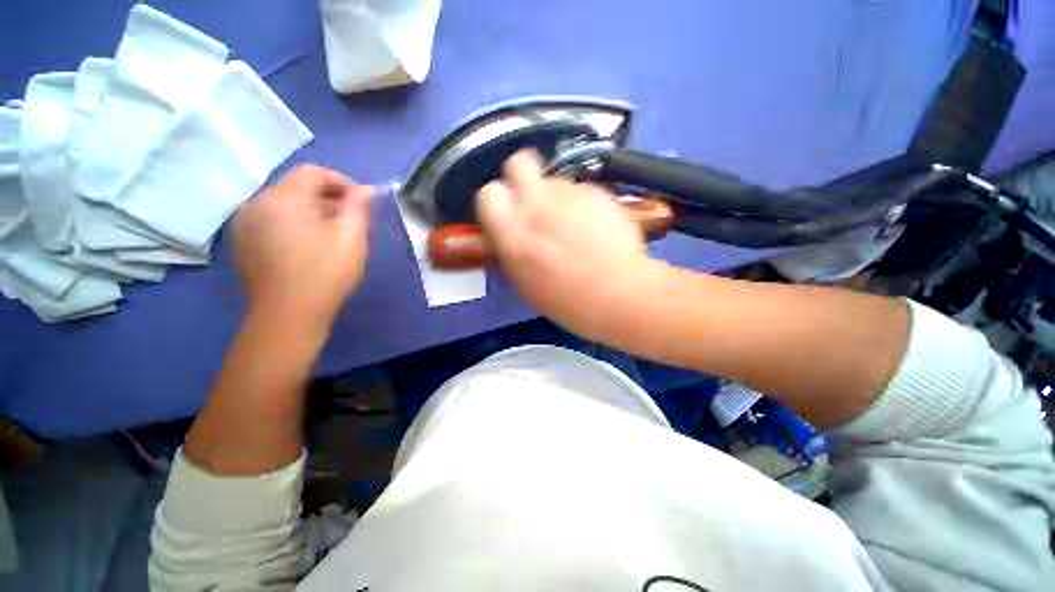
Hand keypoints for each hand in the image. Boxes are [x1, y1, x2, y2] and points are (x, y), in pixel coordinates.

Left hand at [234, 165, 372, 335]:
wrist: (288, 316)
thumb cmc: (325, 273)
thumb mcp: (351, 237)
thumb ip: (358, 208)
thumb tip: (366, 190)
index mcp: (281, 199)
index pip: (313, 172)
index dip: (343, 182)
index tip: (362, 204)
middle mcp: (256, 204)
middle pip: (296, 187)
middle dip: (328, 198)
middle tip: (351, 221)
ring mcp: (244, 225)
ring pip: (284, 205)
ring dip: (312, 212)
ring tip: (332, 235)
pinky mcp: (243, 244)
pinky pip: (272, 222)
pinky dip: (294, 225)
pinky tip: (309, 247)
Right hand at [476, 151, 659, 341]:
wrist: (617, 292)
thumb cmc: (566, 300)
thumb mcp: (525, 282)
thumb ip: (513, 251)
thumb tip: (511, 237)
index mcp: (511, 231)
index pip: (488, 194)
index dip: (498, 202)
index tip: (508, 214)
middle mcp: (535, 203)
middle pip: (519, 163)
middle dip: (522, 177)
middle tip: (534, 201)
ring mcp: (569, 193)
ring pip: (555, 180)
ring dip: (558, 198)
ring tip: (575, 224)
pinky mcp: (597, 192)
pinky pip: (583, 191)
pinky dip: (584, 204)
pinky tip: (597, 226)